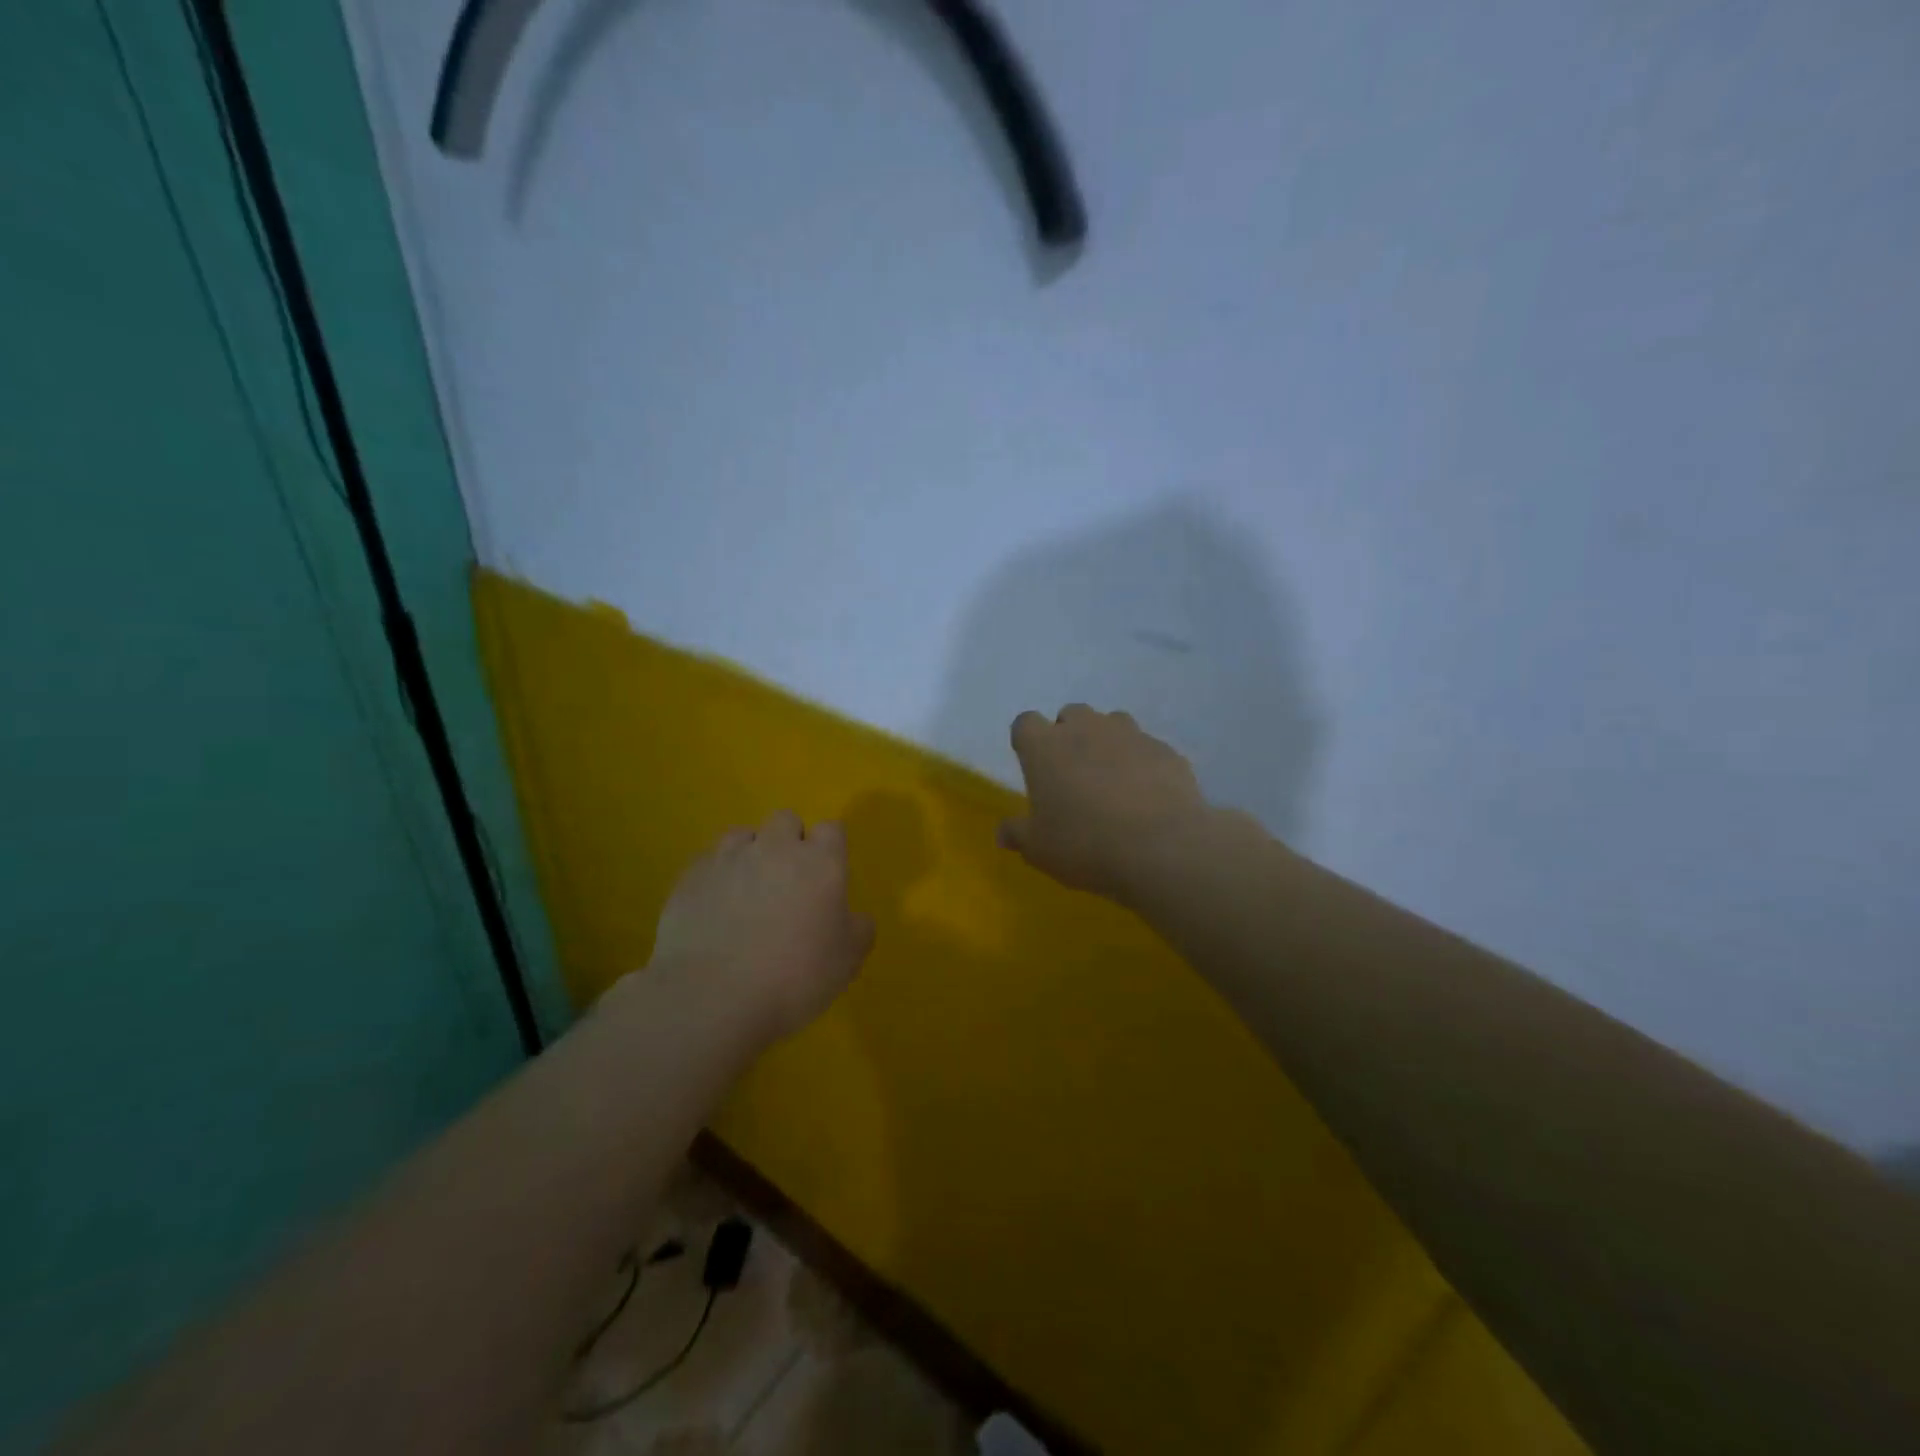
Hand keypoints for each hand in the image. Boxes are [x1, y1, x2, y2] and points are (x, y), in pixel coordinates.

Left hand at [650, 811, 874, 1042]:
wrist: (714, 997)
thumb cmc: (795, 977)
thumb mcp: (848, 960)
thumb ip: (858, 928)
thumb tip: (854, 917)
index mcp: (821, 862)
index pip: (832, 829)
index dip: (830, 848)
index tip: (827, 875)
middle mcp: (775, 848)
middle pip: (786, 820)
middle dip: (789, 841)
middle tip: (788, 881)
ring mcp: (729, 858)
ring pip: (742, 835)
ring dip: (749, 853)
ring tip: (745, 890)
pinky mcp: (690, 877)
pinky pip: (707, 863)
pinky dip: (715, 877)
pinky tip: (713, 909)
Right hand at [998, 704, 1208, 902]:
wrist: (1161, 848)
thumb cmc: (1084, 844)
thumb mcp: (1039, 849)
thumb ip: (1018, 834)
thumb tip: (1003, 833)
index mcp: (1045, 747)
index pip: (1025, 723)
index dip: (1027, 741)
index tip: (1032, 765)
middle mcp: (1086, 729)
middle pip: (1071, 714)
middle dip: (1069, 735)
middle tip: (1072, 774)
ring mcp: (1130, 735)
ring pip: (1112, 723)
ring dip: (1107, 743)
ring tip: (1112, 780)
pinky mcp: (1166, 751)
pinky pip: (1146, 749)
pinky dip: (1142, 764)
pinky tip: (1147, 796)